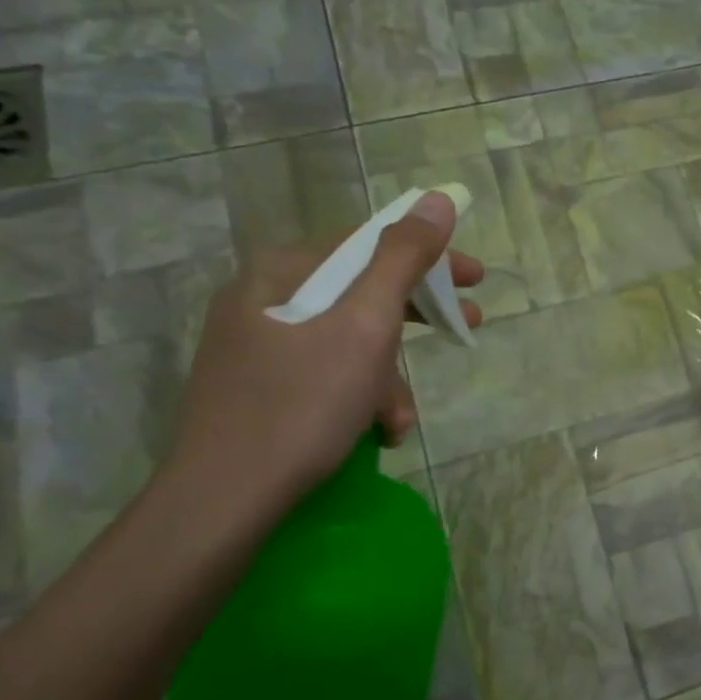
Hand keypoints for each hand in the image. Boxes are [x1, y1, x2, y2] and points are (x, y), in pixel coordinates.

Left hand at [165, 191, 483, 514]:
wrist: (225, 499)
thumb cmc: (303, 404)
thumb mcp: (366, 326)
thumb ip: (403, 259)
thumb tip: (437, 200)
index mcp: (282, 272)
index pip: (370, 245)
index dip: (431, 258)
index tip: (476, 280)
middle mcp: (264, 298)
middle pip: (362, 293)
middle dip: (417, 320)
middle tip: (467, 326)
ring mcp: (257, 345)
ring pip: (348, 342)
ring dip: (388, 377)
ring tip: (400, 420)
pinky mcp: (259, 388)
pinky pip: (326, 374)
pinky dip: (359, 397)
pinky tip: (376, 431)